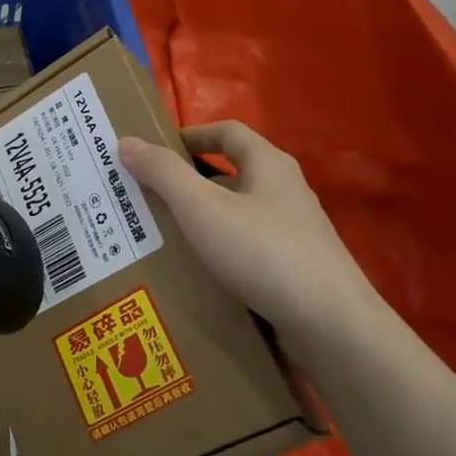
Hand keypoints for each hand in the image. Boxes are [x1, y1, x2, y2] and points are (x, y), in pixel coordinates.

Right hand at [121, 121, 379, 348]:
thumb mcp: (204, 209)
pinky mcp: (293, 269)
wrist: (329, 323)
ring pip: (236, 216)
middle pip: (230, 175)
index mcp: (269, 166)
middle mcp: (285, 192)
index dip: (190, 134)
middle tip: (145, 200)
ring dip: (200, 221)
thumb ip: (164, 174)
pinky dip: (217, 253)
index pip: (228, 132)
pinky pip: (245, 250)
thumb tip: (127, 142)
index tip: (154, 150)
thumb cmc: (263, 253)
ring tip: (160, 239)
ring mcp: (293, 232)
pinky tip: (195, 275)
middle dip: (187, 184)